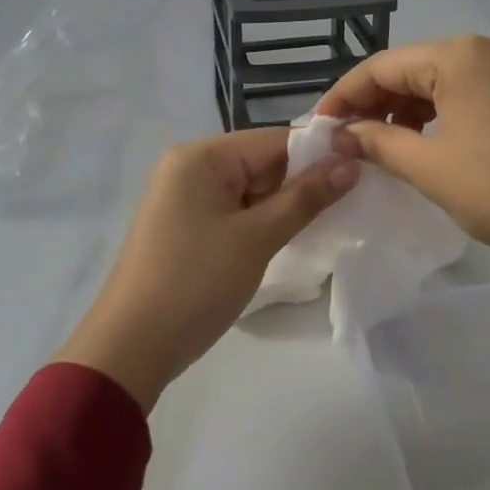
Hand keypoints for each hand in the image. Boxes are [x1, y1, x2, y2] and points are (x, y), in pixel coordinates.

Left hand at [53, 128, 357, 410]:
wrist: (129, 349)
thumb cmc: (195, 282)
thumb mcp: (257, 237)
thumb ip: (306, 197)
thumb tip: (352, 164)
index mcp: (201, 157)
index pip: (273, 141)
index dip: (318, 155)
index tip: (360, 172)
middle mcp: (189, 167)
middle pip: (261, 162)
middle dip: (300, 184)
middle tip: (347, 205)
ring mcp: (184, 198)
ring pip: (251, 190)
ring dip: (282, 206)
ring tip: (323, 225)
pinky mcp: (185, 226)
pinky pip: (234, 211)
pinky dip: (260, 223)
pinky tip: (286, 240)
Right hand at [317, 35, 489, 382]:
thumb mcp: (430, 167)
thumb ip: (378, 143)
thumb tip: (342, 134)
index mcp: (458, 54)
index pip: (382, 66)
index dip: (344, 97)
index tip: (318, 128)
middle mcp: (485, 48)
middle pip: (411, 69)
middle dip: (375, 104)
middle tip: (346, 142)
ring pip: (440, 81)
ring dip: (406, 111)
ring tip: (383, 148)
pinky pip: (467, 92)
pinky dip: (439, 115)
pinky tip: (426, 144)